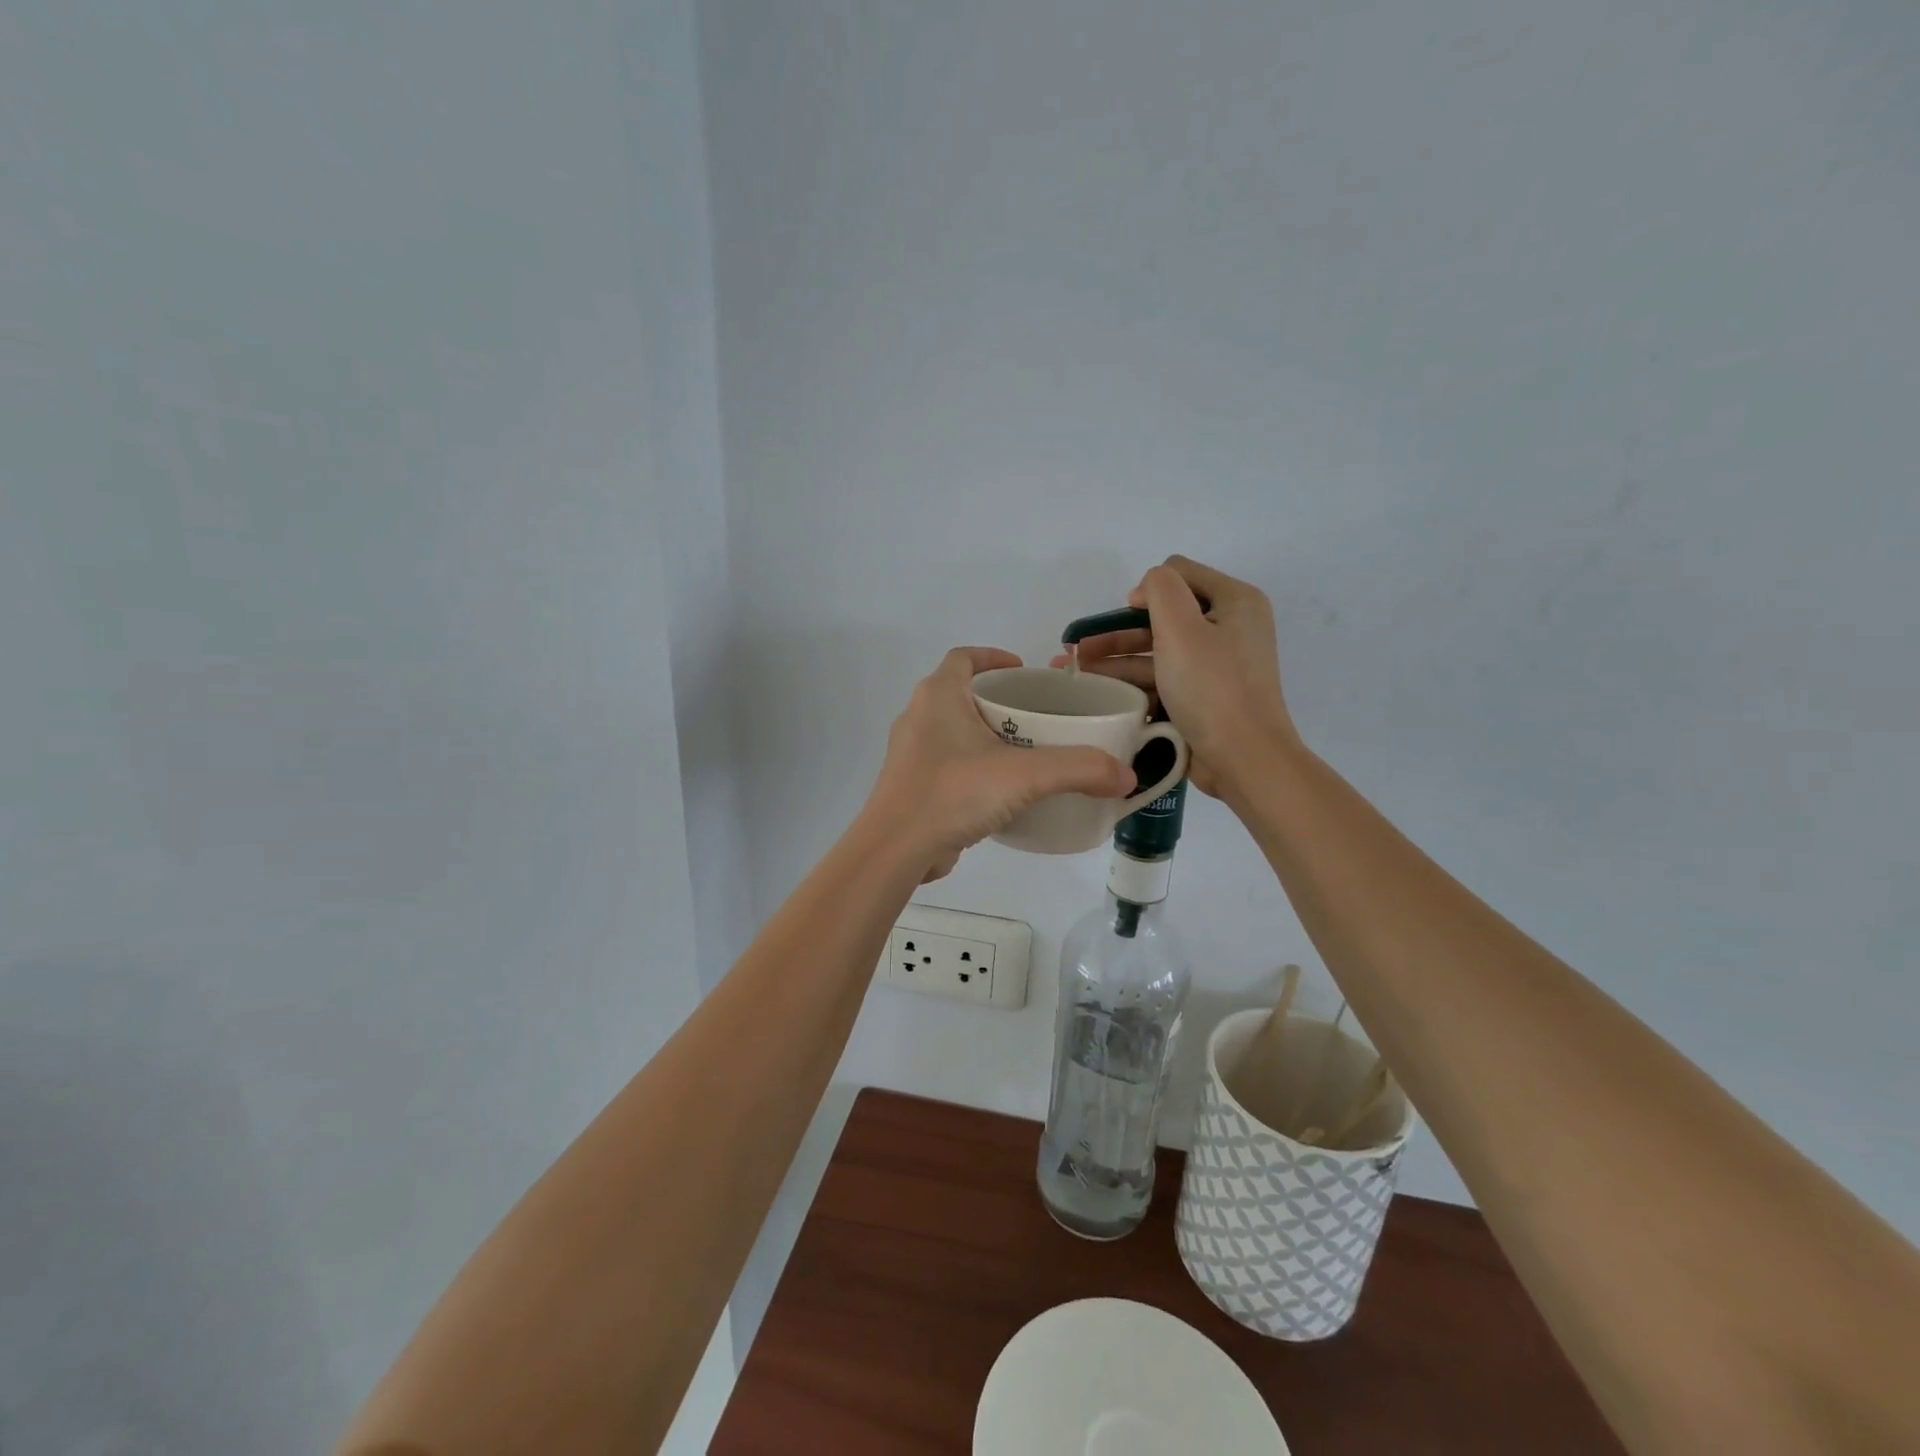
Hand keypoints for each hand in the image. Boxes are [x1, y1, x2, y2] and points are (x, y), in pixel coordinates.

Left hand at [864, 647, 1135, 880]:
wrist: (896, 850)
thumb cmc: (953, 793)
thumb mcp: (1024, 776)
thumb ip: (1079, 769)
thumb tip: (1126, 776)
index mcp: (938, 696)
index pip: (964, 657)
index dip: (994, 658)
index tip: (1024, 672)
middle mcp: (919, 716)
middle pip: (962, 693)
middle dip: (999, 700)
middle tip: (1037, 716)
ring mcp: (911, 753)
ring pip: (954, 731)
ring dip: (986, 735)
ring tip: (1026, 753)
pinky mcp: (912, 785)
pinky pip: (948, 763)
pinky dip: (974, 767)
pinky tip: (1001, 791)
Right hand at [1053, 556, 1297, 796]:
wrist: (1243, 758)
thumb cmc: (1212, 688)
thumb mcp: (1182, 627)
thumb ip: (1160, 589)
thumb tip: (1146, 590)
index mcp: (1235, 602)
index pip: (1180, 573)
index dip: (1147, 590)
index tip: (1125, 617)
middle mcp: (1230, 628)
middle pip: (1164, 617)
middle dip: (1119, 632)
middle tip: (1080, 648)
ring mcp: (1217, 666)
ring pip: (1159, 652)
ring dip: (1118, 660)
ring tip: (1078, 673)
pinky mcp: (1204, 697)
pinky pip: (1164, 680)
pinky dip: (1135, 684)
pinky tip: (1103, 693)